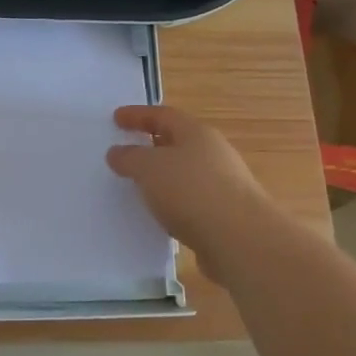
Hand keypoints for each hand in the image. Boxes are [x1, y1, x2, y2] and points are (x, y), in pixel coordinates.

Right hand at [107, 105, 278, 281]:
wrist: (240, 240)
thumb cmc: (191, 191)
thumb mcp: (149, 168)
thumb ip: (130, 158)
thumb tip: (117, 152)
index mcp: (197, 133)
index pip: (163, 115)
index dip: (138, 115)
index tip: (116, 118)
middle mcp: (214, 154)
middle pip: (178, 142)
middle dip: (152, 145)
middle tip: (127, 150)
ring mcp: (223, 185)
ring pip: (185, 174)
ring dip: (163, 177)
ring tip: (138, 186)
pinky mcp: (224, 215)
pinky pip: (191, 201)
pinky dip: (173, 203)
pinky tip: (160, 215)